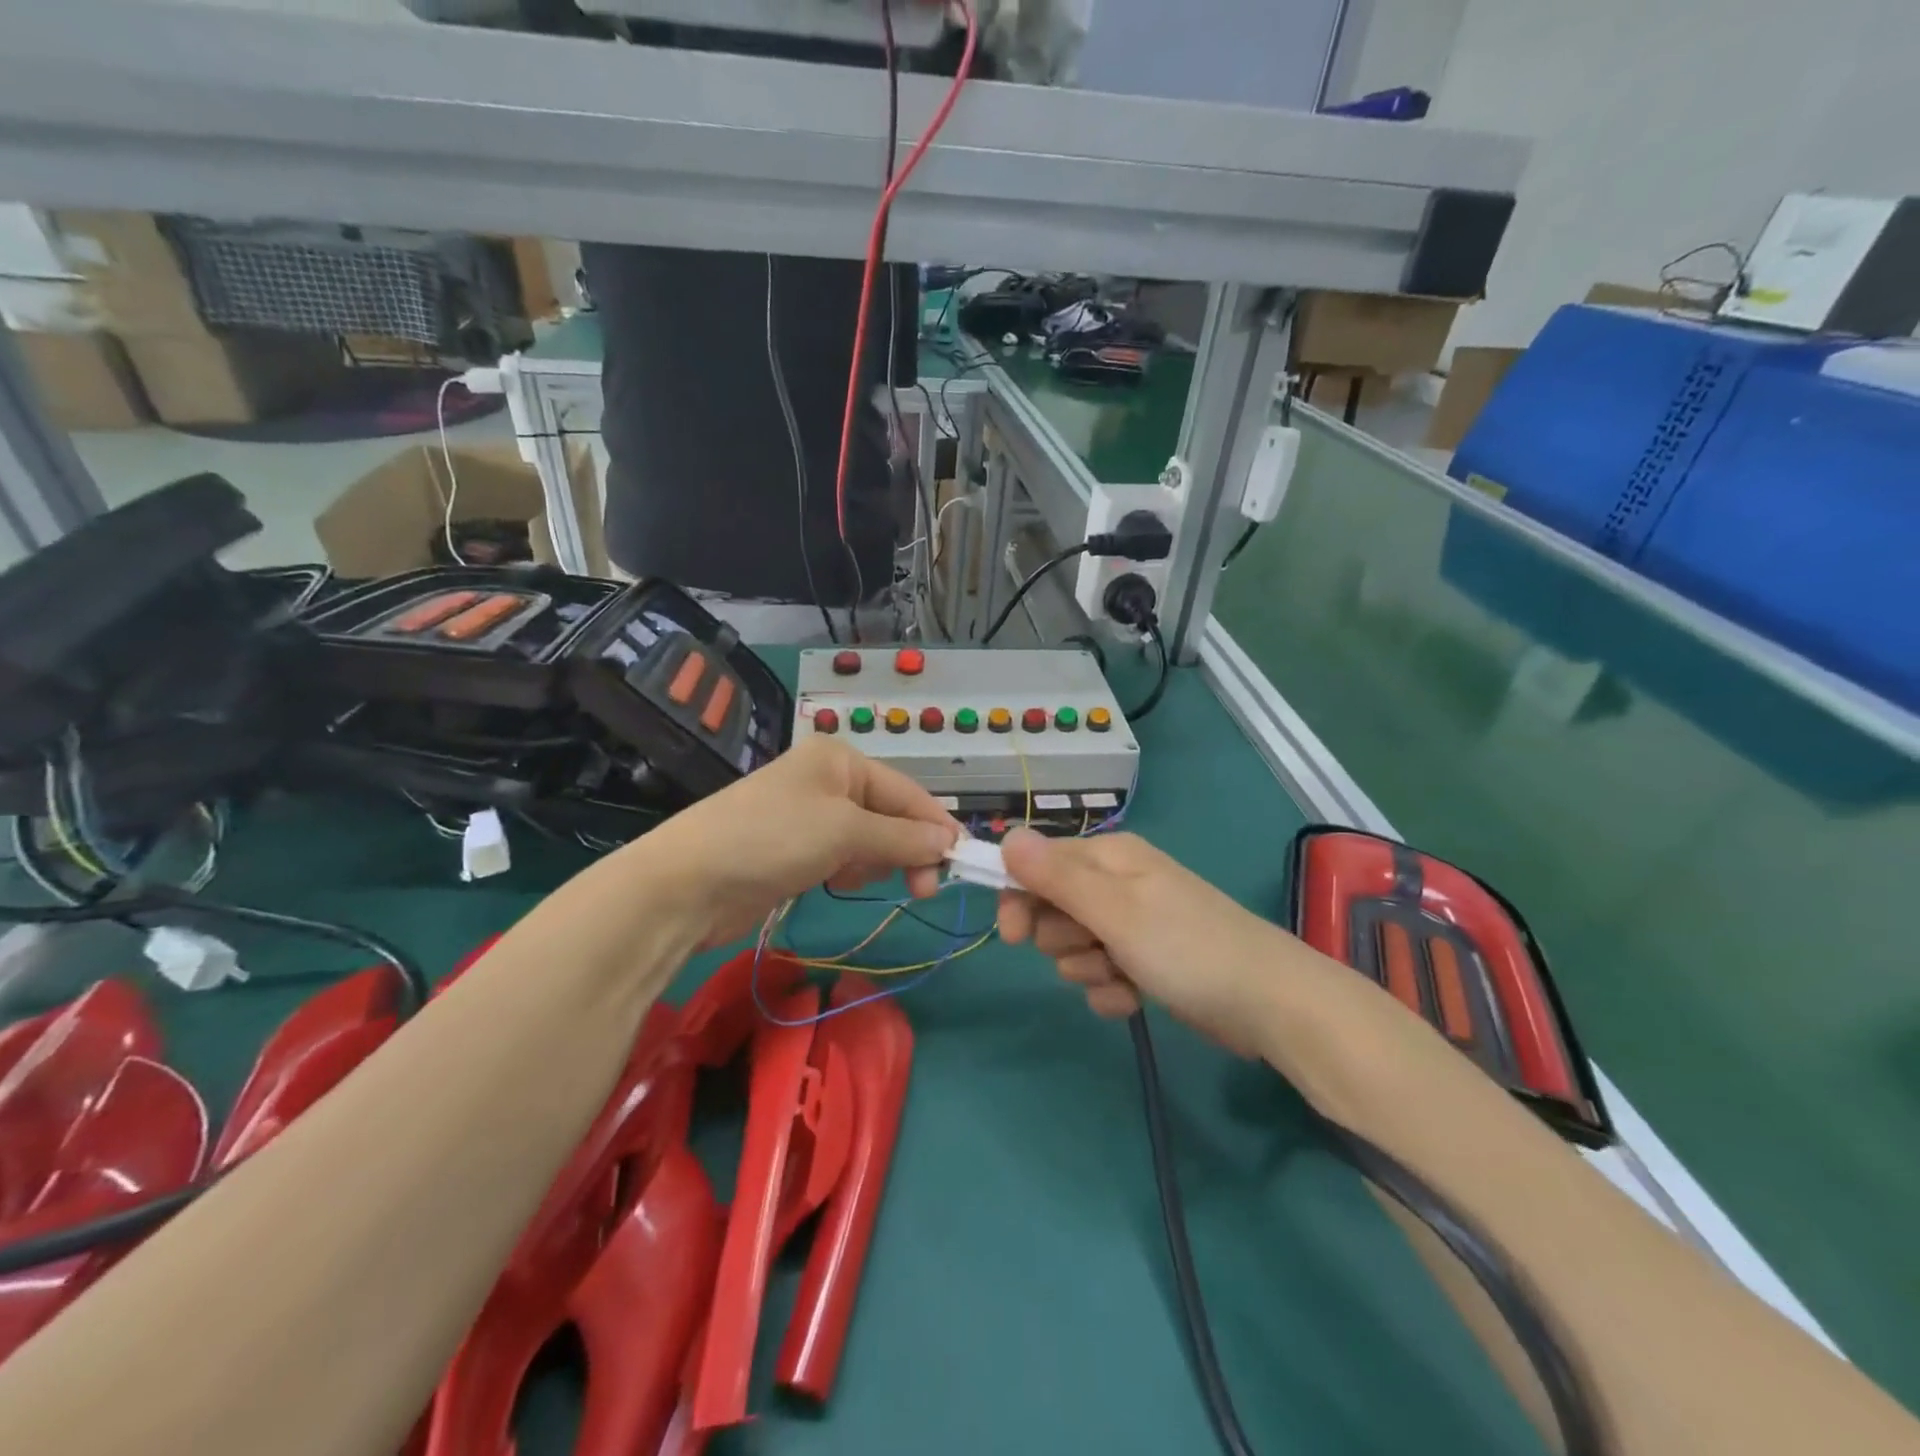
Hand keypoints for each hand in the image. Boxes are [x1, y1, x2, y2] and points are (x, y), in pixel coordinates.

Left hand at [633, 736, 960, 948]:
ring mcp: (809, 816)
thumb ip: (902, 837)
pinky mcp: (795, 849)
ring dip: (878, 861)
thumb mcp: (846, 832)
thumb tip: (949, 842)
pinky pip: (843, 856)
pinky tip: (843, 883)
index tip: (962, 863)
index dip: (936, 825)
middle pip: (890, 814)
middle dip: (908, 848)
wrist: (688, 883)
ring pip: (869, 838)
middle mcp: (828, 781)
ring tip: (863, 879)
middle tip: (924, 888)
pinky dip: (852, 870)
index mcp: (841, 760)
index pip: (907, 791)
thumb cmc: (773, 839)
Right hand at [996, 828, 1297, 1053]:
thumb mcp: (1114, 910)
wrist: (1269, 1004)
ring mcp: (1135, 923)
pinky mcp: (1148, 961)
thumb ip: (1056, 876)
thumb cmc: (1186, 947)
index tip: (1012, 936)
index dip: (1019, 897)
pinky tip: (1134, 1000)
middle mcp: (1119, 883)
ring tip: (1121, 977)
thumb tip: (1007, 836)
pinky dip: (1111, 990)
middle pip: (1054, 907)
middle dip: (1063, 938)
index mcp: (1110, 857)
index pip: (1039, 863)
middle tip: (1092, 951)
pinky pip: (1103, 974)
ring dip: (1088, 968)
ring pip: (1076, 946)